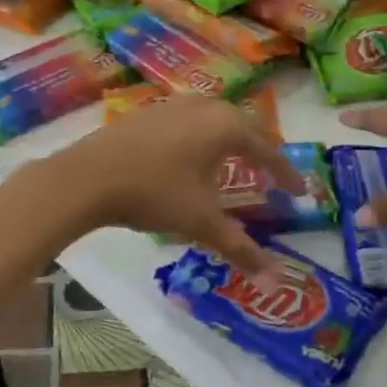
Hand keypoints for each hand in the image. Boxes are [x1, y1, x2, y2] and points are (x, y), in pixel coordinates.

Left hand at [47, 98, 299, 273]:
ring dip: (232, 140)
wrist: (87, 177)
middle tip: (271, 174)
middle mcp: (205, 107)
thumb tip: (276, 281)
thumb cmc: (154, 194)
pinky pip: (191, 120)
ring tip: (235, 163)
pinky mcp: (149, 112)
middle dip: (261, 151)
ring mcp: (174, 105)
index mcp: (226, 127)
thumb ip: (240, 248)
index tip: (300, 190)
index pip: (267, 150)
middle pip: (245, 126)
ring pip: (216, 118)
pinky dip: (204, 137)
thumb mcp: (201, 223)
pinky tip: (192, 157)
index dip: (285, 172)